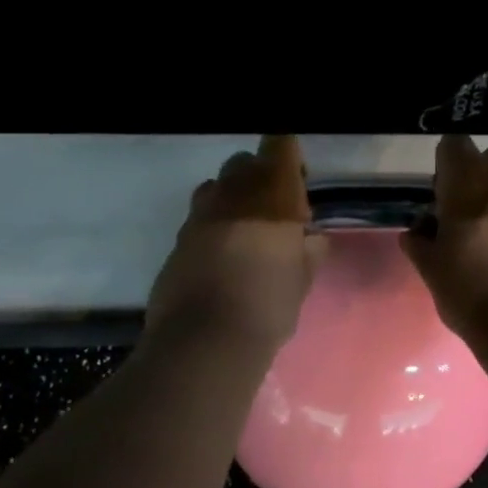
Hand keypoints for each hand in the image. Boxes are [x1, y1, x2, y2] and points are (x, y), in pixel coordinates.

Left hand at [147, 136, 325, 352]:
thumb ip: (308, 252)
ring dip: (233, 199)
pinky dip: (213, 227)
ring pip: (215, 187)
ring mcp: (198, 216)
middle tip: (275, 212)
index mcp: (270, 196)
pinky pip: (198, 219)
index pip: (279, 146)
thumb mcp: (301, 282)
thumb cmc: (267, 307)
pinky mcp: (177, 240)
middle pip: (244, 163)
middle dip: (260, 178)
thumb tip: (310, 240)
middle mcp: (231, 194)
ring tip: (246, 233)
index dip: (288, 155)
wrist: (205, 341)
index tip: (297, 179)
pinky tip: (223, 258)